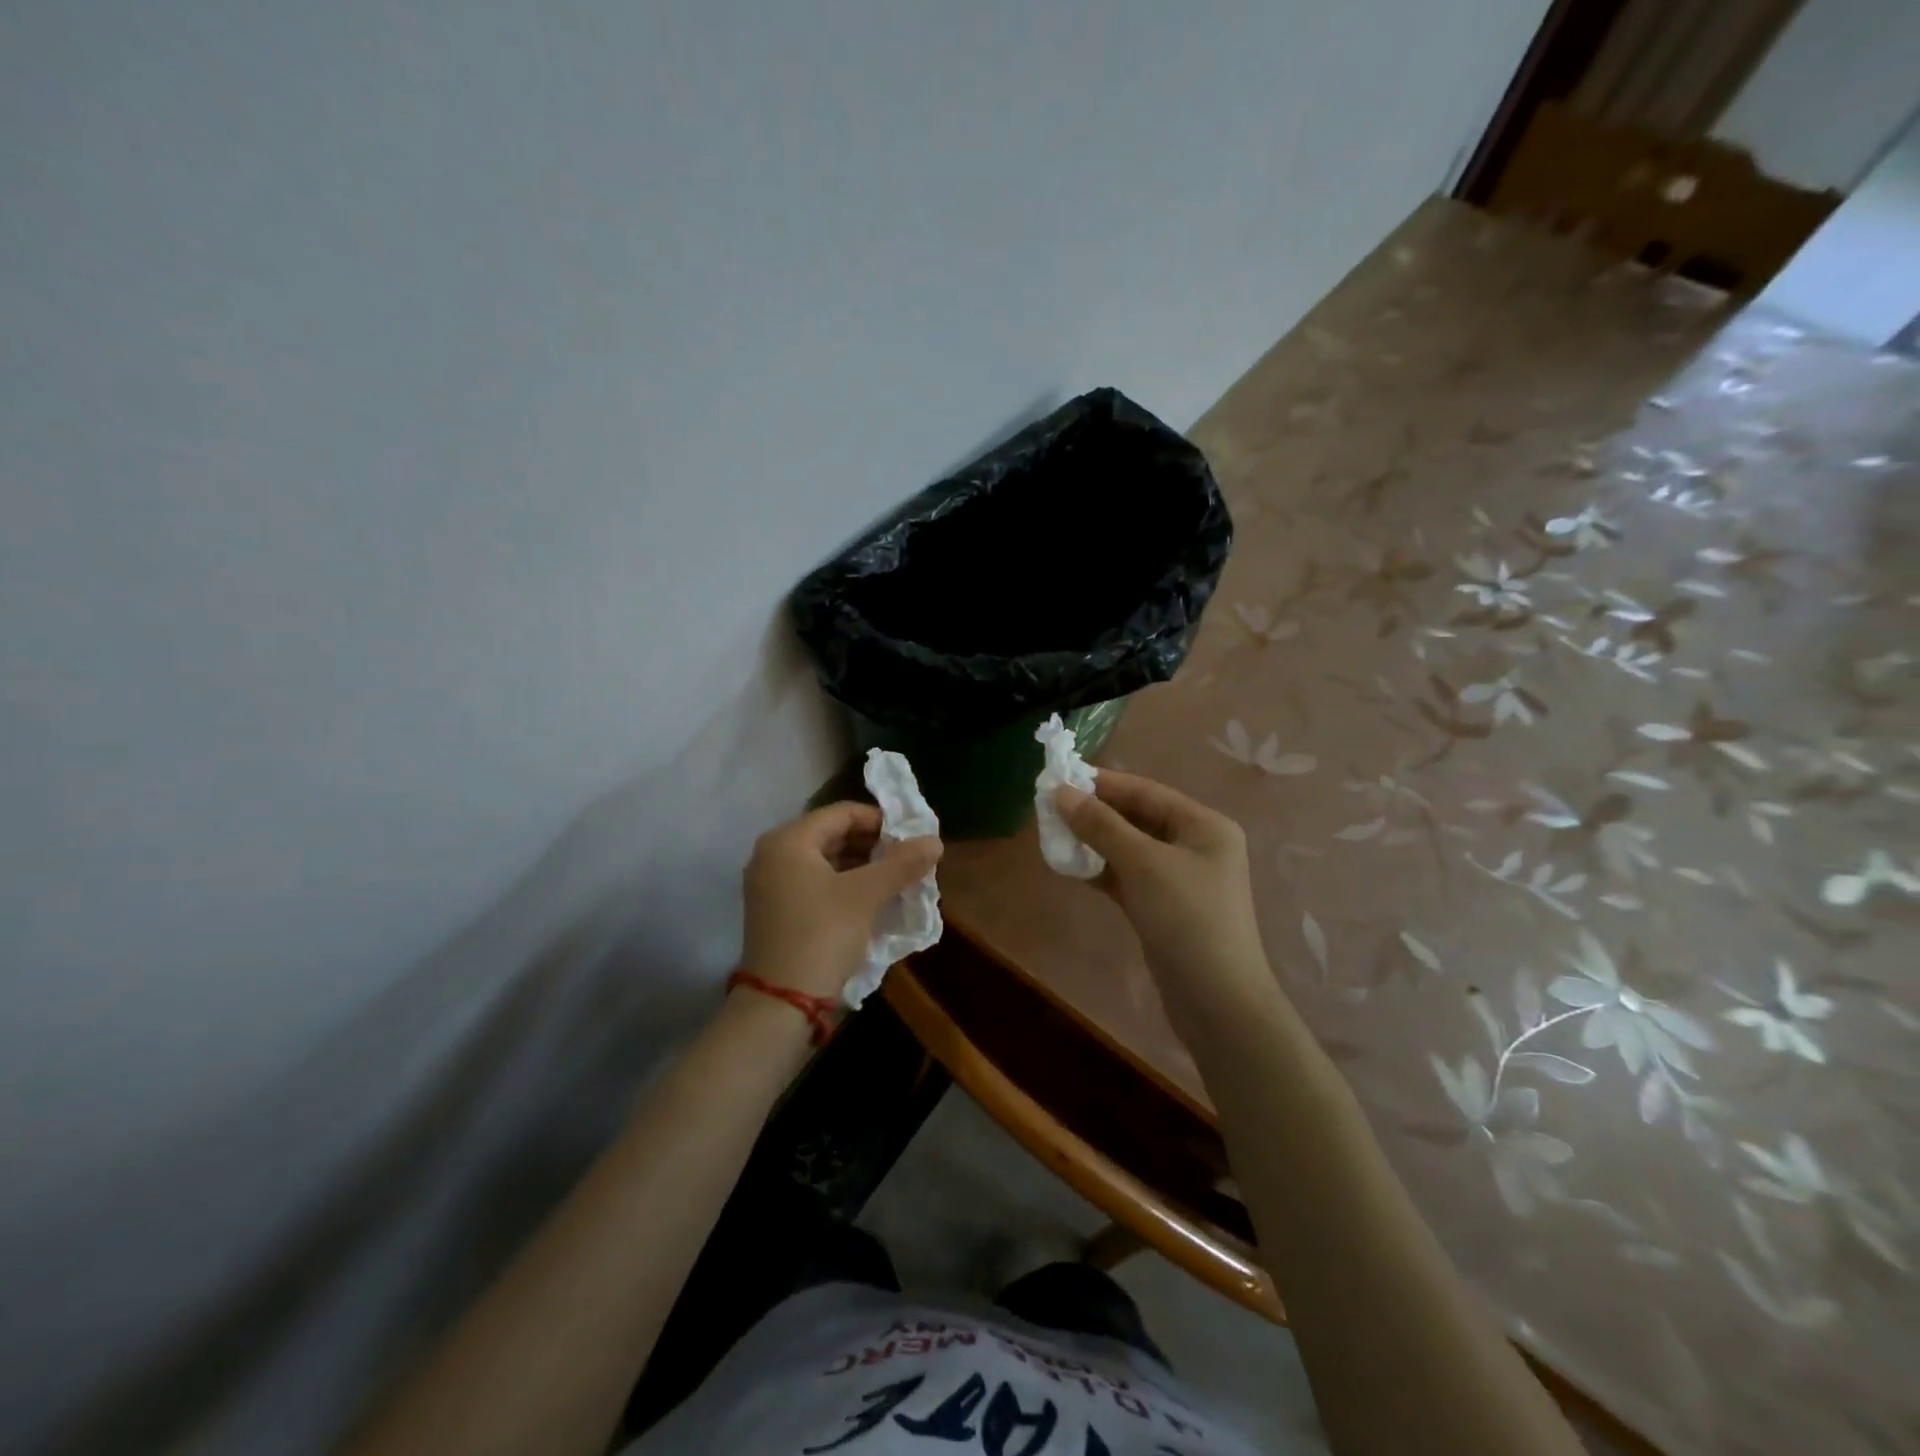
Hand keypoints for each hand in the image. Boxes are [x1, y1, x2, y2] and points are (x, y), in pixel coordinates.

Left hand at [739, 802, 941, 1001]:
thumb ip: (901, 863)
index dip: (881, 821)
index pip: (843, 813)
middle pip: (833, 835)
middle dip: (874, 846)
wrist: (782, 1004)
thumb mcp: (866, 895)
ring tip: (897, 880)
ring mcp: (770, 885)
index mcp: (788, 840)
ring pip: (826, 862)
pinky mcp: (776, 912)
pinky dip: (845, 886)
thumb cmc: (823, 934)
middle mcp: (773, 855)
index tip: (912, 838)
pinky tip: (873, 901)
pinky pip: (816, 884)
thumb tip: (935, 841)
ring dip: (862, 868)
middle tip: (908, 860)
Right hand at [1055, 771, 1275, 1019]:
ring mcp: (1179, 878)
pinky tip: (1070, 865)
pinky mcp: (1163, 906)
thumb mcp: (1143, 864)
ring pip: (1128, 847)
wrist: (1217, 1003)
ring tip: (1053, 833)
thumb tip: (1060, 792)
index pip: (1145, 791)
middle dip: (1094, 812)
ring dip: (1094, 841)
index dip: (1101, 783)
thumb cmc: (1187, 919)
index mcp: (1203, 825)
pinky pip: (1127, 876)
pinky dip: (1101, 869)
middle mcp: (1195, 845)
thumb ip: (1101, 826)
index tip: (1058, 777)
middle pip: (1137, 817)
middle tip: (1049, 808)